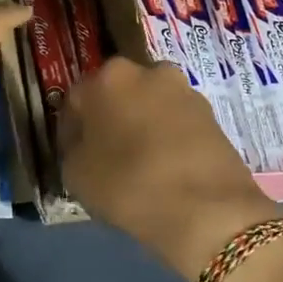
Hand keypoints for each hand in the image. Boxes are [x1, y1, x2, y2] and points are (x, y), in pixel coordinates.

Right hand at [60, 57, 281, 281]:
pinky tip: (165, 168)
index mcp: (109, 76)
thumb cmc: (130, 184)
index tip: (72, 155)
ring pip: (149, 107)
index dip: (70, 129)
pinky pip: (176, 123)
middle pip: (118, 95)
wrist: (209, 209)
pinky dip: (167, 138)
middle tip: (105, 157)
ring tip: (139, 165)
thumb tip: (83, 143)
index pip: (76, 99)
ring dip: (141, 126)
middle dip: (110, 120)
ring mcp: (184, 91)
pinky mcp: (211, 114)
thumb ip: (73, 149)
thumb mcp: (76, 174)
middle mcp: (149, 71)